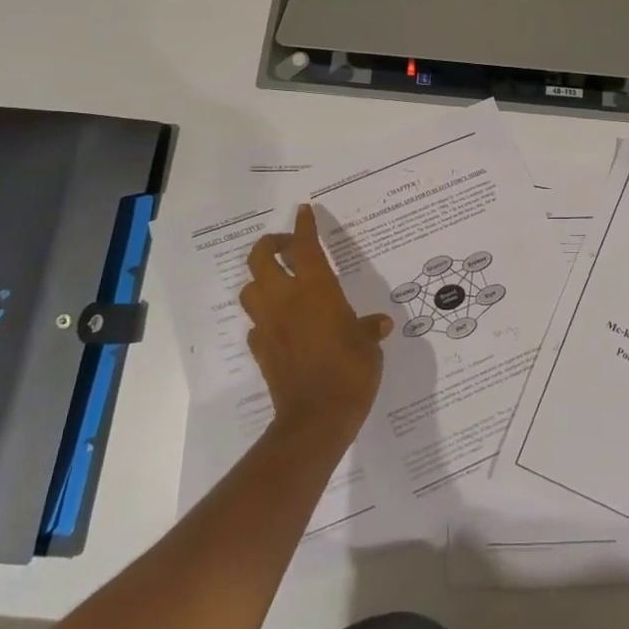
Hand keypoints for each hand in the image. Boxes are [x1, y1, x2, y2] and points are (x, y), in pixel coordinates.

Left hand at [239, 205, 392, 440]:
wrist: (316, 417)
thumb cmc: (350, 371)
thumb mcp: (369, 345)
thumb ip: (368, 329)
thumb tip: (379, 324)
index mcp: (316, 290)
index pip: (305, 247)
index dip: (304, 226)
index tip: (304, 211)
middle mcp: (286, 300)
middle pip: (261, 258)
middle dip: (271, 244)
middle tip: (288, 246)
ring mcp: (268, 325)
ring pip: (250, 288)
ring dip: (261, 279)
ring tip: (280, 282)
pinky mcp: (260, 350)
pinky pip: (255, 325)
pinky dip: (264, 318)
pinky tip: (280, 324)